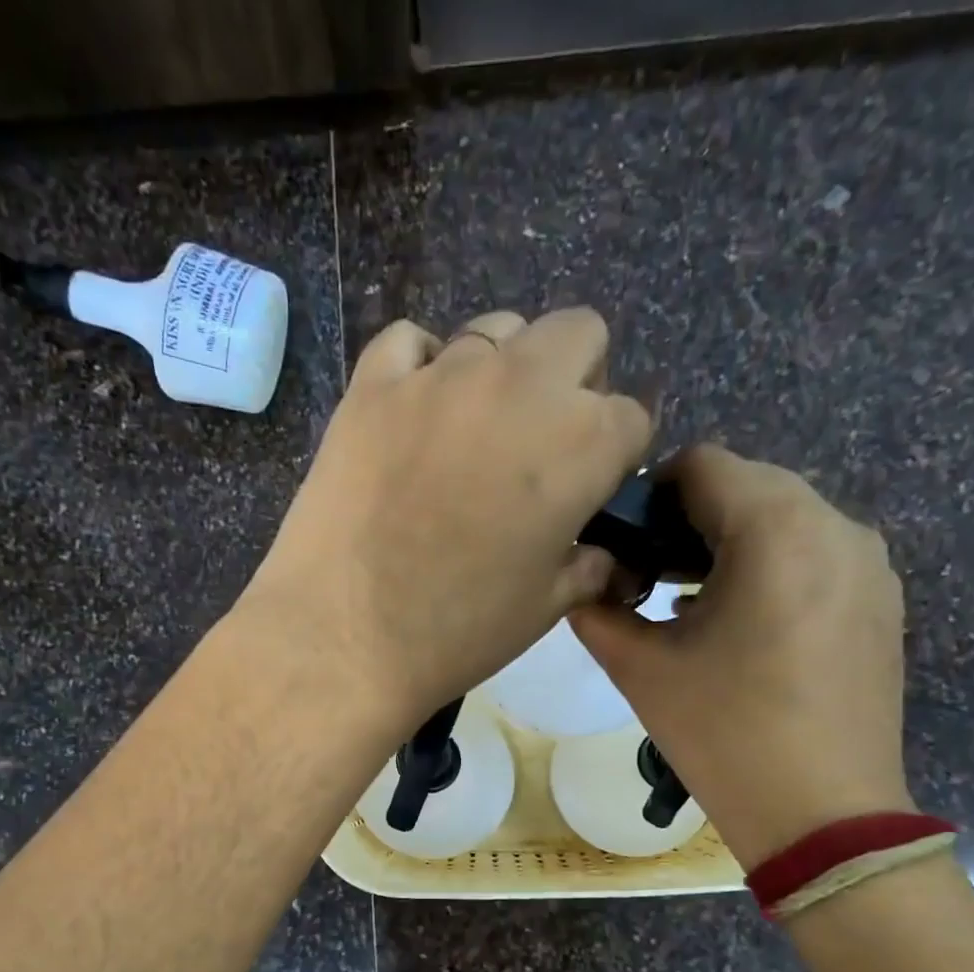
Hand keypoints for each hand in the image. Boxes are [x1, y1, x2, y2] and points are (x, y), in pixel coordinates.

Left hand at [237, 308, 652, 733]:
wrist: (343, 638)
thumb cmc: (456, 633)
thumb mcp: (545, 608)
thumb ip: (587, 565)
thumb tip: (599, 553)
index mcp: (581, 443)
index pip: (631, 418)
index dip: (614, 456)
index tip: (588, 491)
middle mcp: (521, 386)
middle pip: (578, 335)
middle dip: (576, 382)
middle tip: (540, 446)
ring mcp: (441, 376)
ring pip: (496, 332)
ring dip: (503, 372)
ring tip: (472, 434)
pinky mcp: (372, 385)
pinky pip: (409, 341)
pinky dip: (421, 367)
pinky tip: (412, 414)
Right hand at [571, 445, 913, 869]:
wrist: (823, 814)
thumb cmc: (724, 734)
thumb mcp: (639, 668)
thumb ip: (596, 609)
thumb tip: (583, 580)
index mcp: (775, 529)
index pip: (701, 465)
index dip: (649, 494)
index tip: (621, 544)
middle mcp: (835, 525)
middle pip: (747, 485)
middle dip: (689, 519)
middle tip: (647, 576)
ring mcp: (869, 563)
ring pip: (784, 518)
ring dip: (728, 543)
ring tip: (688, 602)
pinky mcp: (881, 600)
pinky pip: (815, 553)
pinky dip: (769, 566)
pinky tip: (738, 622)